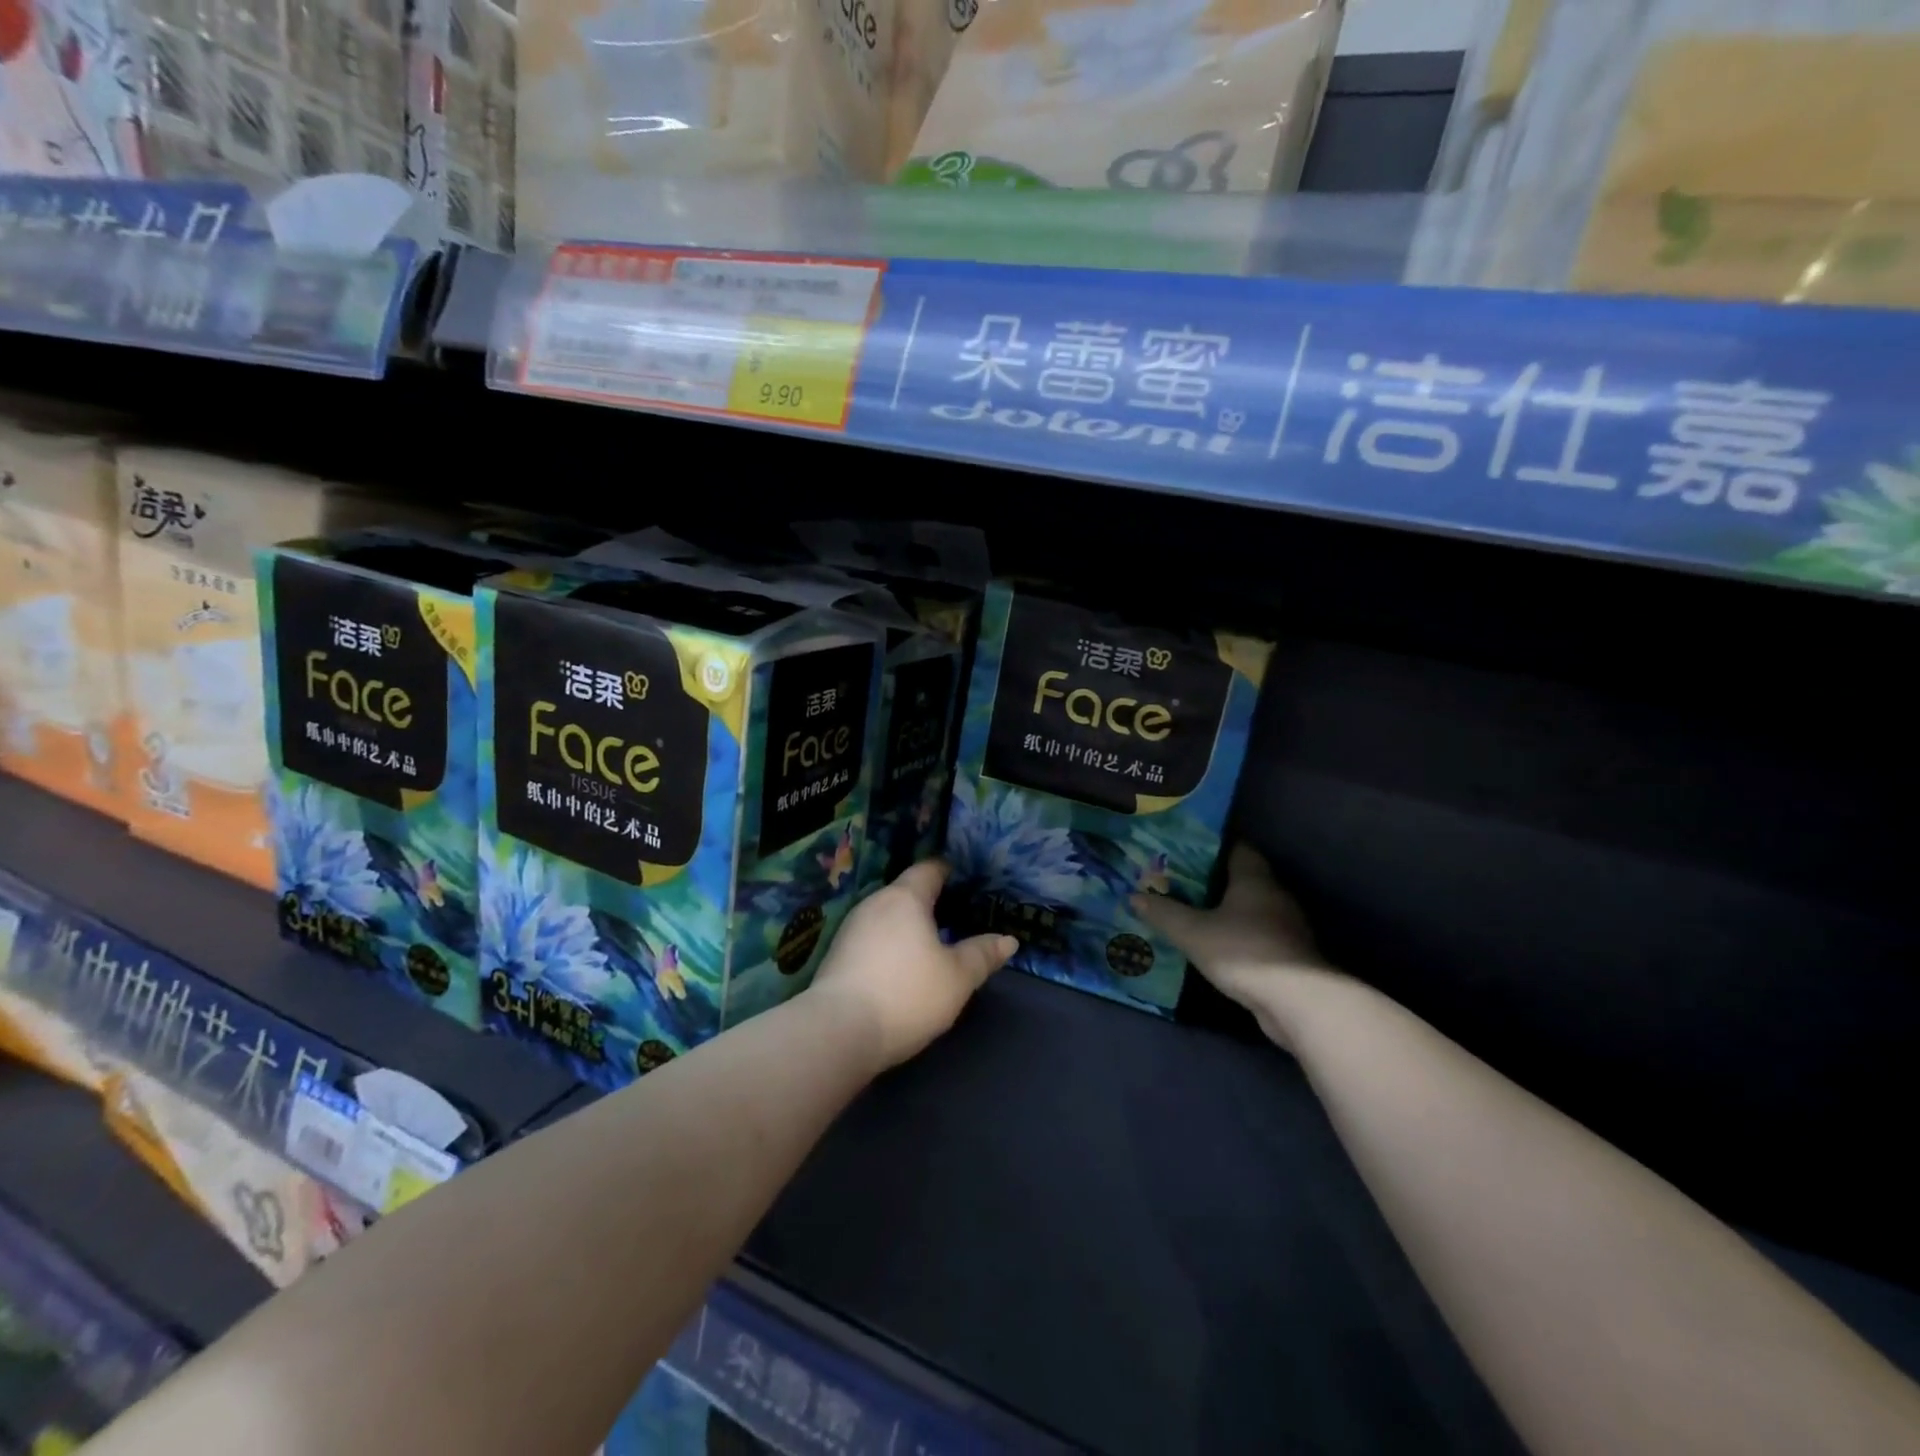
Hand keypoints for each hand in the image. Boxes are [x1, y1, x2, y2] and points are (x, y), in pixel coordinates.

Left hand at [808, 860, 1017, 1069]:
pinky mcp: (837, 955)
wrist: (837, 1032)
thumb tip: (1009, 940)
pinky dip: (890, 943)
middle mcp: (875, 903)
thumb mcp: (957, 978)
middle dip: (929, 900)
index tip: (963, 876)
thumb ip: (982, 955)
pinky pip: (872, 937)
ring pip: (887, 916)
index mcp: (905, 898)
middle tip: (955, 913)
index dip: (947, 869)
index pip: (929, 869)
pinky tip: (901, 965)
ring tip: (931, 940)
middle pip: (906, 891)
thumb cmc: (906, 994)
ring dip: (907, 924)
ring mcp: (851, 929)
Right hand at [1133, 845, 1335, 1048]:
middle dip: (1210, 879)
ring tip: (1188, 911)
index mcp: (1254, 877)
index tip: (1181, 848)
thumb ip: (1163, 913)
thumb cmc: (1245, 952)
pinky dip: (1235, 934)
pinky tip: (1212, 944)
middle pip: (1240, 877)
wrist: (1299, 1003)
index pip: (1235, 847)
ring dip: (1223, 909)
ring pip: (1248, 908)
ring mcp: (1285, 926)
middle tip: (1175, 880)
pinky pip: (1254, 933)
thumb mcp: (1192, 932)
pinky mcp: (1288, 954)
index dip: (1208, 845)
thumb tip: (1134, 895)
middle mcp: (1274, 894)